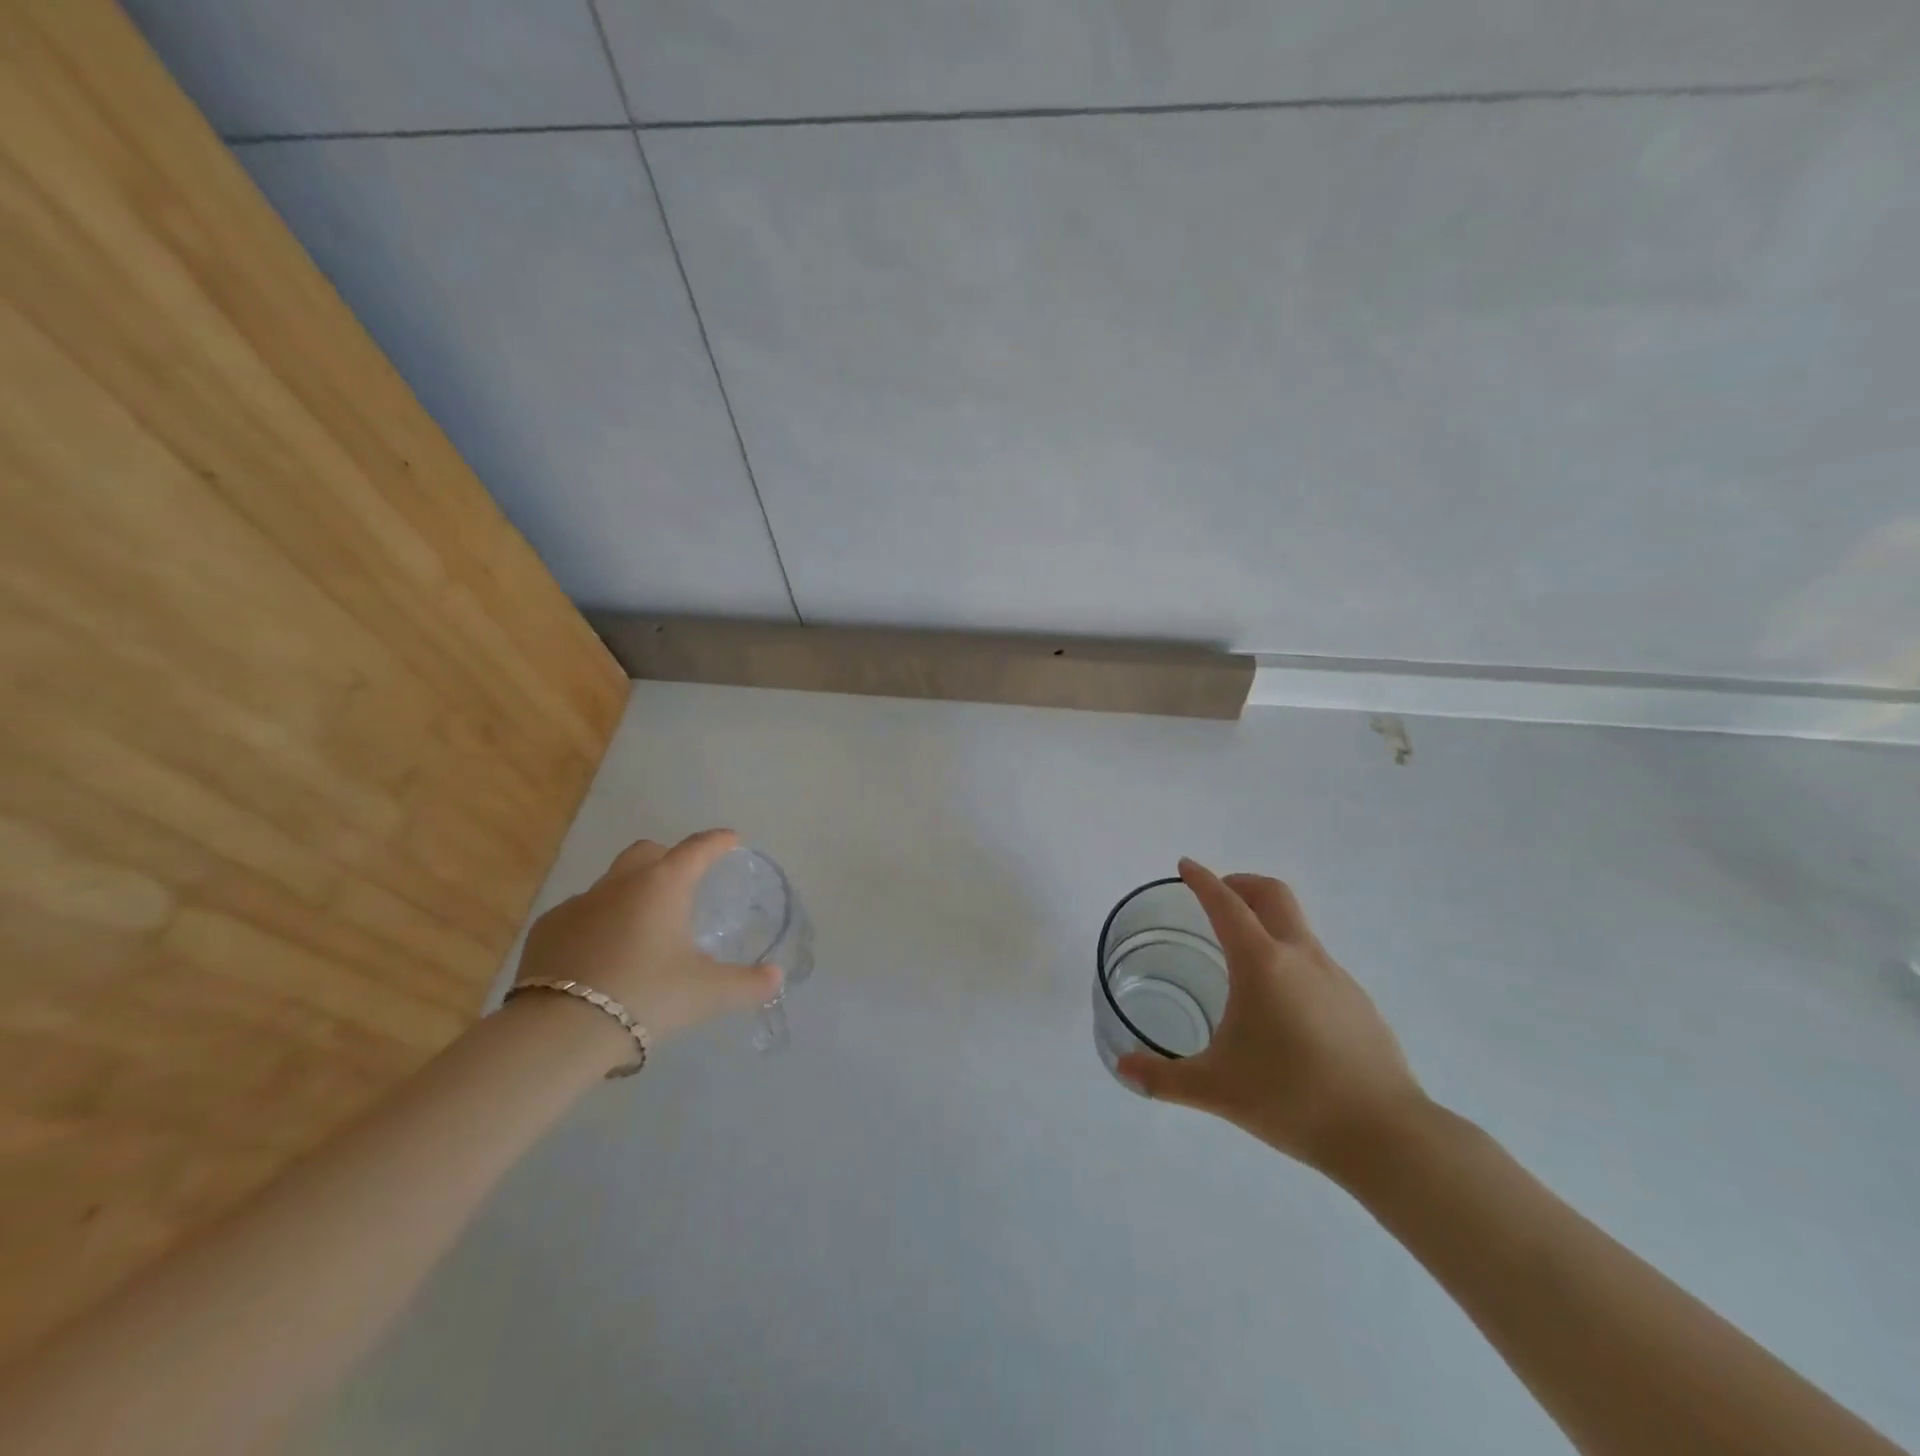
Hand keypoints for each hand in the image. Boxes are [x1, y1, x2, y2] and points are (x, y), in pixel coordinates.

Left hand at [513, 830, 781, 1065]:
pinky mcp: (547, 930)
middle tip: (684, 881)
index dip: (717, 842)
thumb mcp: (707, 993)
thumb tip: (776, 977)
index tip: (730, 840)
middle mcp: (620, 883)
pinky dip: (597, 923)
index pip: (697, 849)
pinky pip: (580, 914)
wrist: (560, 1031)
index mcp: (663, 885)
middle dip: (668, 857)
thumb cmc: (647, 996)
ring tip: (643, 927)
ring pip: (611, 883)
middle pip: (647, 853)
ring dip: (630, 893)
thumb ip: (747, 983)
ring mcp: (578, 904)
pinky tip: (601, 953)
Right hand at [1117, 858, 1427, 1177]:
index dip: (1202, 880)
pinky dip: (1291, 960)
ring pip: (1298, 928)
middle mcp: (1300, 957)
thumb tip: (1122, 1068)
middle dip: (1241, 884)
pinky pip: (1317, 963)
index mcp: (1261, 964)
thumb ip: (1163, 1078)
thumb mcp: (1215, 1089)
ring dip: (1268, 923)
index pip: (1225, 904)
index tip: (1185, 865)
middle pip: (1272, 894)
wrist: (1386, 1136)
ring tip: (1244, 961)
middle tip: (1217, 896)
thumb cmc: (1291, 1099)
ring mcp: (1336, 977)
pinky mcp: (1359, 1002)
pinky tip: (1284, 1008)